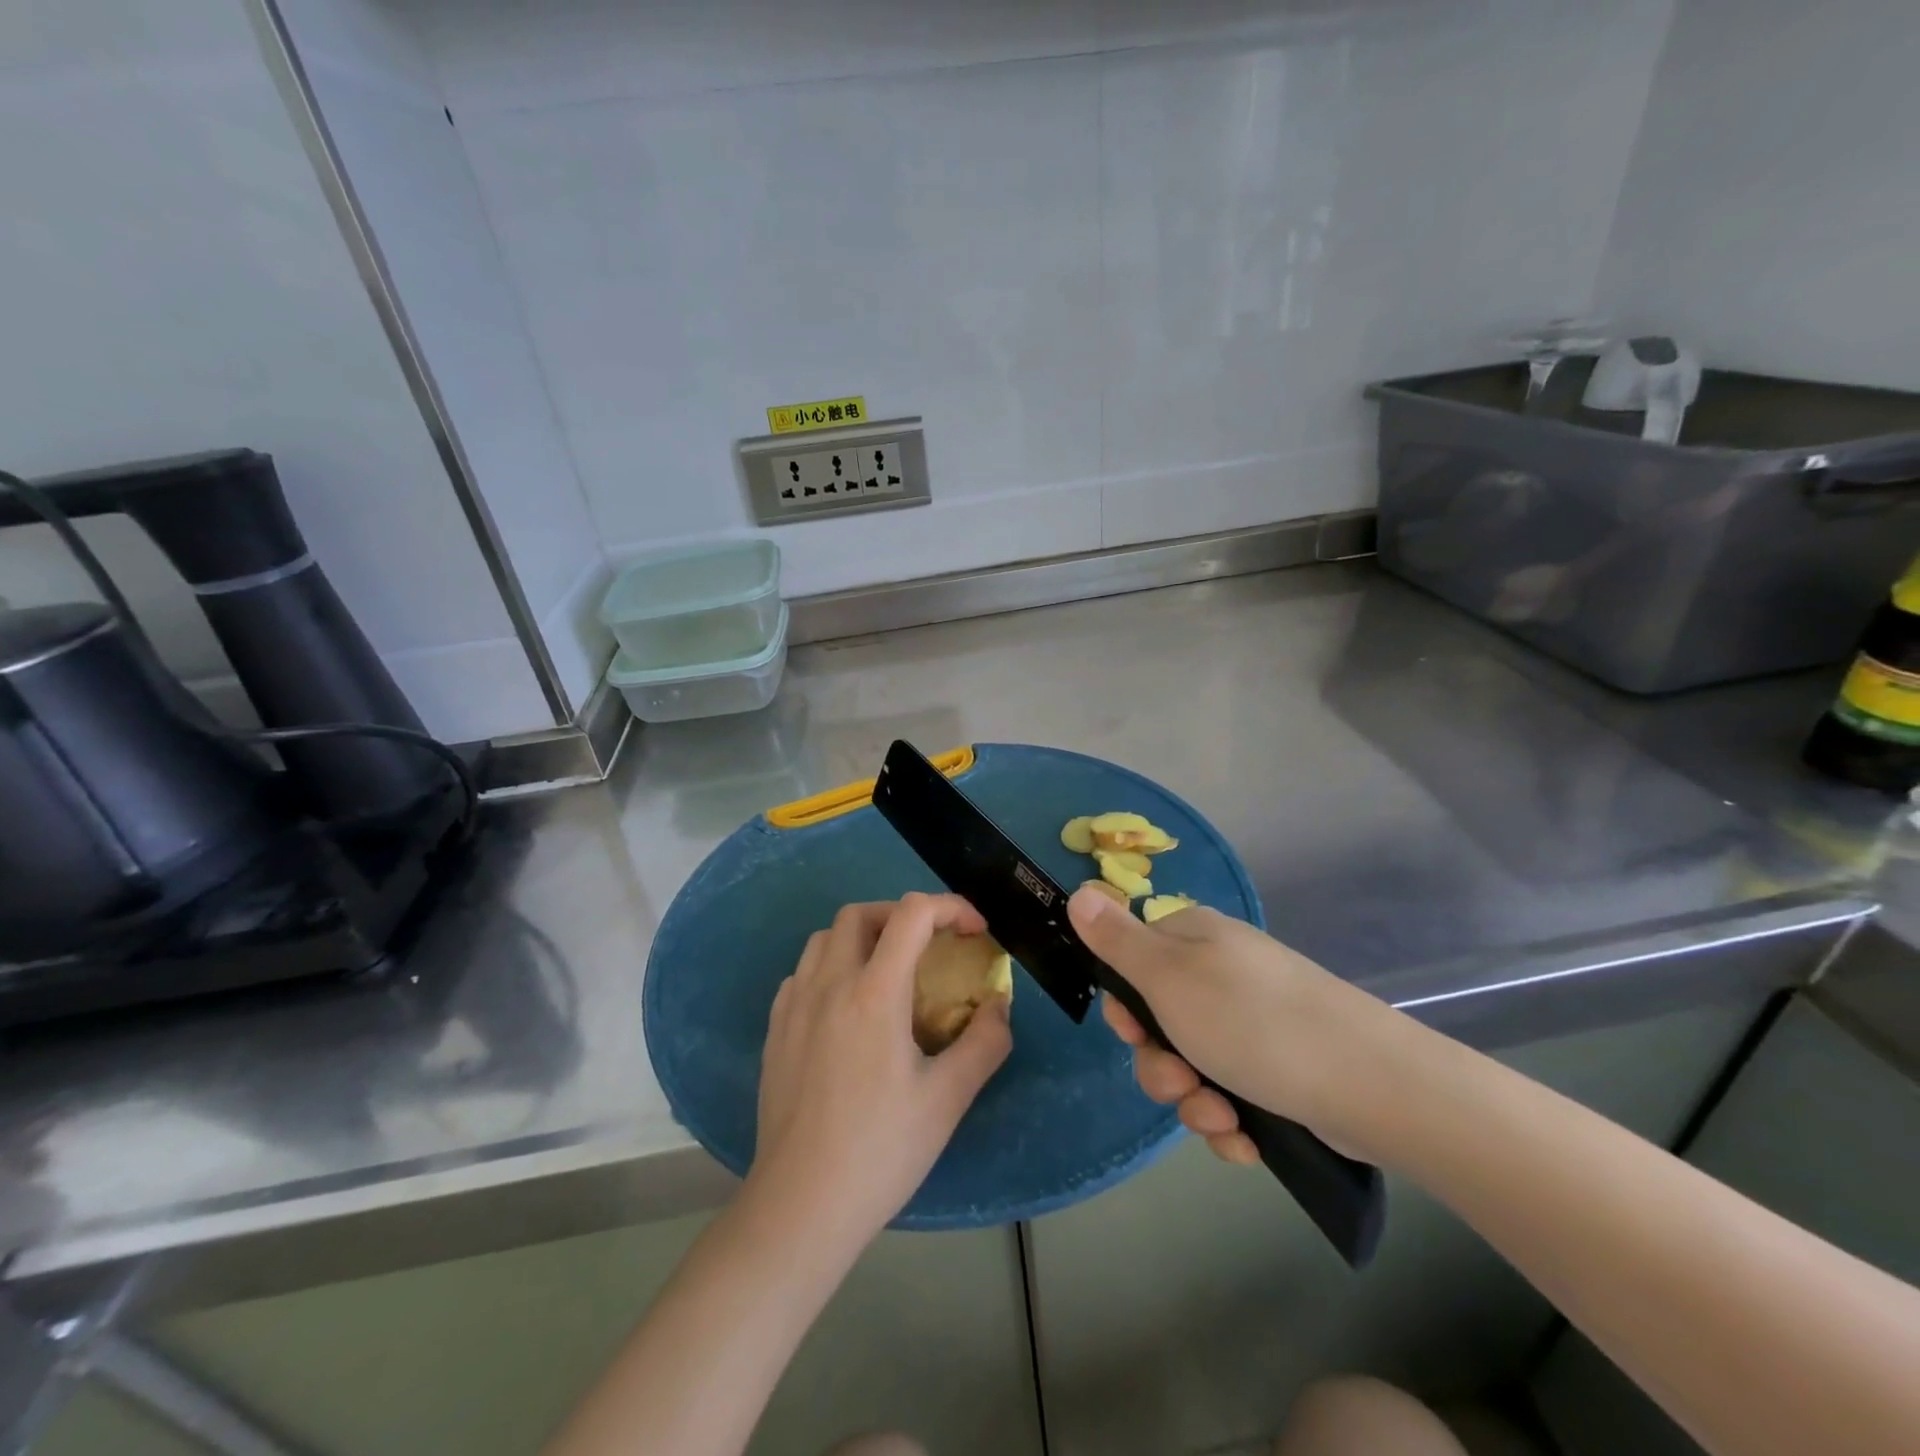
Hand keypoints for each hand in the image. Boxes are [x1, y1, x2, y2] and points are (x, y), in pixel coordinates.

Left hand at [747, 893, 1012, 1246]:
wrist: (800, 1206)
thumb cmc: (881, 1151)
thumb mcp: (948, 1099)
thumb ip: (984, 1042)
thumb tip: (998, 1005)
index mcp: (874, 993)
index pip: (912, 914)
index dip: (950, 907)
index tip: (974, 932)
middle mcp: (829, 984)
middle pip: (860, 913)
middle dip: (902, 916)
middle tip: (930, 946)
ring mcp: (794, 1005)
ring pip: (824, 938)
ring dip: (862, 937)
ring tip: (889, 972)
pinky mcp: (775, 1030)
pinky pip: (802, 972)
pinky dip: (831, 967)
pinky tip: (847, 1007)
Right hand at [1067, 885, 1399, 1165]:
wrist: (1373, 1084)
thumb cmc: (1254, 1021)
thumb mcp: (1168, 977)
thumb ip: (1116, 939)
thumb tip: (1079, 890)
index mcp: (1194, 939)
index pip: (1132, 961)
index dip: (1125, 1005)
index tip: (1133, 1032)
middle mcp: (1222, 973)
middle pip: (1159, 1021)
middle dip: (1161, 1065)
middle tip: (1182, 1082)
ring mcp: (1254, 1021)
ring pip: (1193, 1065)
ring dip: (1194, 1101)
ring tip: (1222, 1119)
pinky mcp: (1281, 1067)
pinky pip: (1231, 1093)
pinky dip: (1231, 1120)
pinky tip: (1246, 1139)